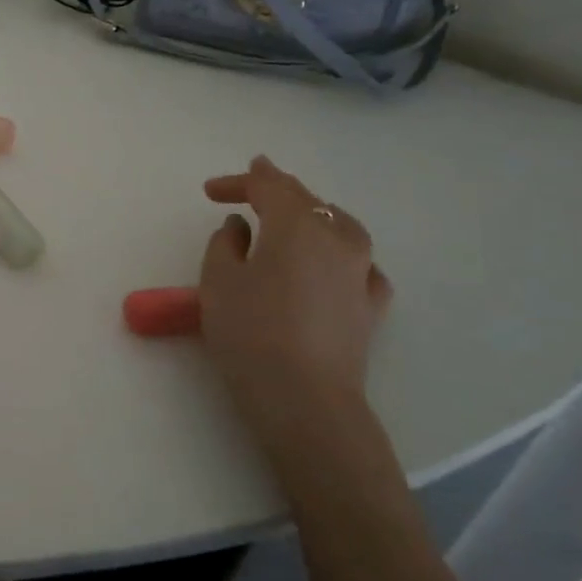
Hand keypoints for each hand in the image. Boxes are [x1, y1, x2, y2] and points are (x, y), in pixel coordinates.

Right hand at [199, 156, 391, 432]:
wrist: (305, 398)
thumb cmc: (251, 332)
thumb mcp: (218, 280)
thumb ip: (225, 243)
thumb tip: (242, 227)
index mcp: (297, 224)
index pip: (268, 186)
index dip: (238, 182)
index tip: (210, 191)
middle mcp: (337, 237)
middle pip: (306, 200)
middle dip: (274, 190)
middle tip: (245, 191)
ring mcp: (362, 271)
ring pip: (339, 225)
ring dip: (311, 216)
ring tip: (290, 222)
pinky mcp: (371, 305)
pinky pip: (358, 264)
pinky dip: (338, 254)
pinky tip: (330, 266)